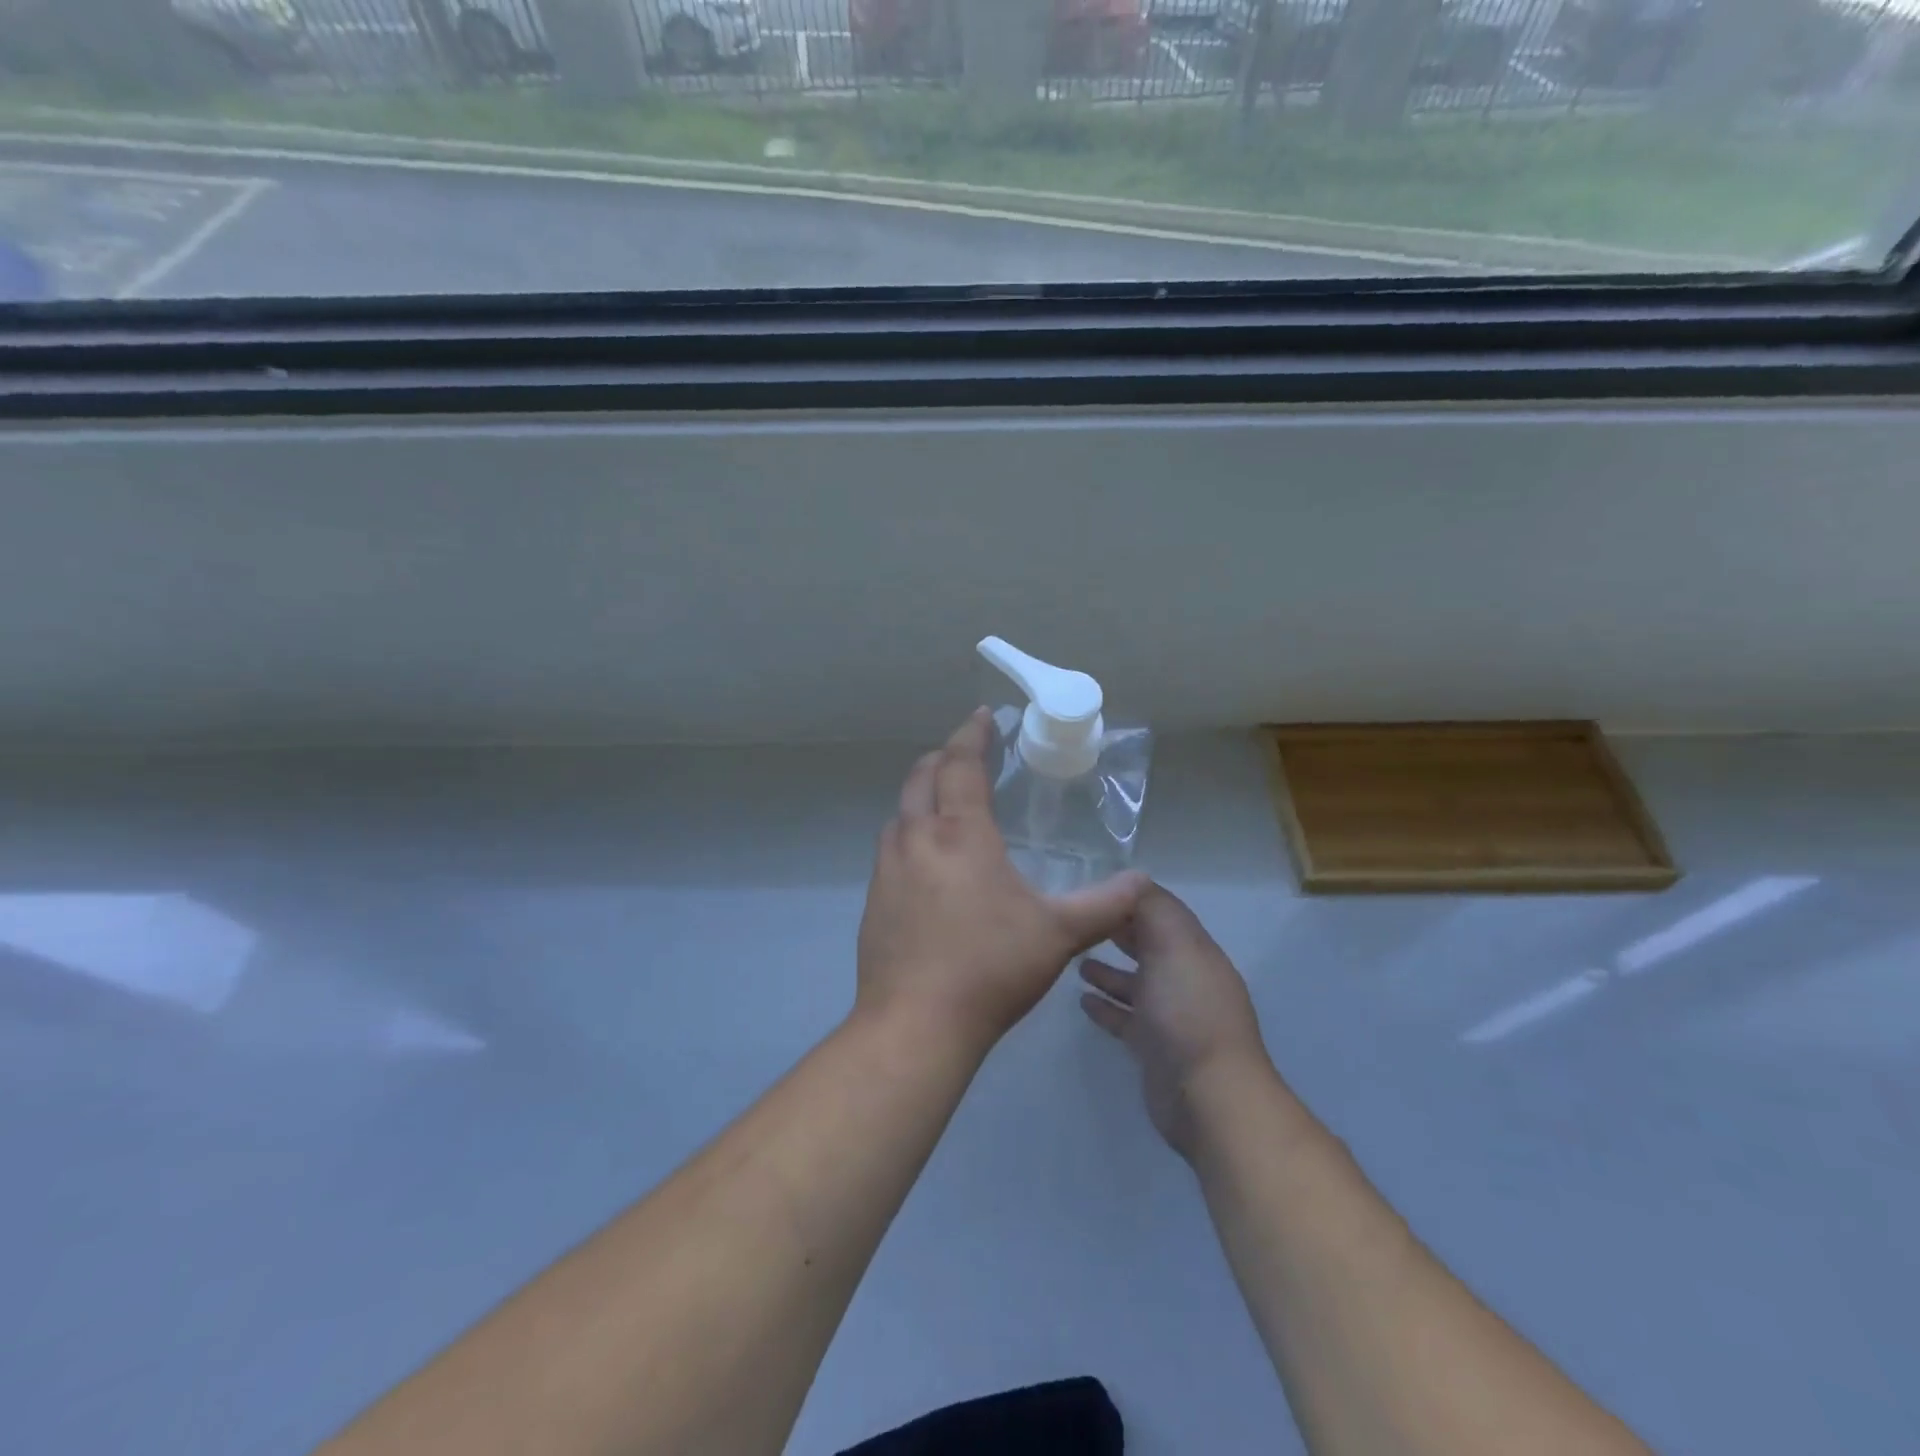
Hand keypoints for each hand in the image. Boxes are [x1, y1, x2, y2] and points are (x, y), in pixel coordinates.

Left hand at [856, 709, 1148, 1054]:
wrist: (915, 1024)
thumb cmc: (990, 968)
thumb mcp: (1058, 934)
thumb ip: (1104, 904)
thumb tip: (1142, 881)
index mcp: (960, 834)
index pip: (962, 764)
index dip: (973, 735)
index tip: (983, 716)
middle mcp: (916, 839)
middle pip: (922, 777)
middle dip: (944, 757)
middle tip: (966, 754)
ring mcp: (887, 869)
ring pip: (901, 812)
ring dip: (922, 795)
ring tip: (946, 803)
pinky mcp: (874, 899)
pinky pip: (891, 848)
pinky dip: (910, 833)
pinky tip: (927, 863)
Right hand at [1079, 885, 1271, 1160]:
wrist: (1208, 1096)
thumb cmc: (1187, 1011)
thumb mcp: (1173, 945)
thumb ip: (1153, 909)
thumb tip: (1132, 882)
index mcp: (1192, 949)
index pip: (1159, 911)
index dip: (1128, 898)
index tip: (1091, 888)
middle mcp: (1183, 976)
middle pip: (1147, 944)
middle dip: (1116, 930)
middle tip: (1076, 920)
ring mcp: (1169, 1014)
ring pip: (1134, 981)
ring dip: (1108, 970)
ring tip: (1073, 960)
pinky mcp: (1153, 1046)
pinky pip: (1125, 1017)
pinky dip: (1106, 1005)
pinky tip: (1082, 1000)